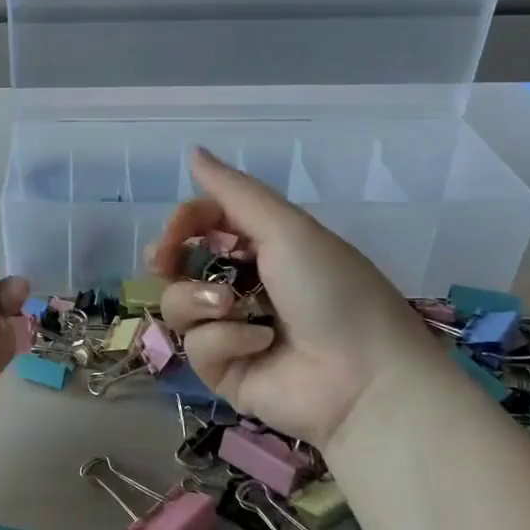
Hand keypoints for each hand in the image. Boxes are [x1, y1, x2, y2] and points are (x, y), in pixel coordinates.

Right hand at [146, 150, 447, 450]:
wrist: (364, 377)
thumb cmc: (331, 290)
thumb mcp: (287, 229)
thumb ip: (234, 192)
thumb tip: (193, 152)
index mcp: (264, 247)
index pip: (205, 223)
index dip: (183, 223)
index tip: (172, 233)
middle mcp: (244, 285)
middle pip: (180, 265)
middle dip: (169, 260)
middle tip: (164, 263)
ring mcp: (231, 330)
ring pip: (179, 305)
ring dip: (201, 301)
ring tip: (233, 308)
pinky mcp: (225, 371)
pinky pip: (198, 346)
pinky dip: (226, 340)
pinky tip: (260, 345)